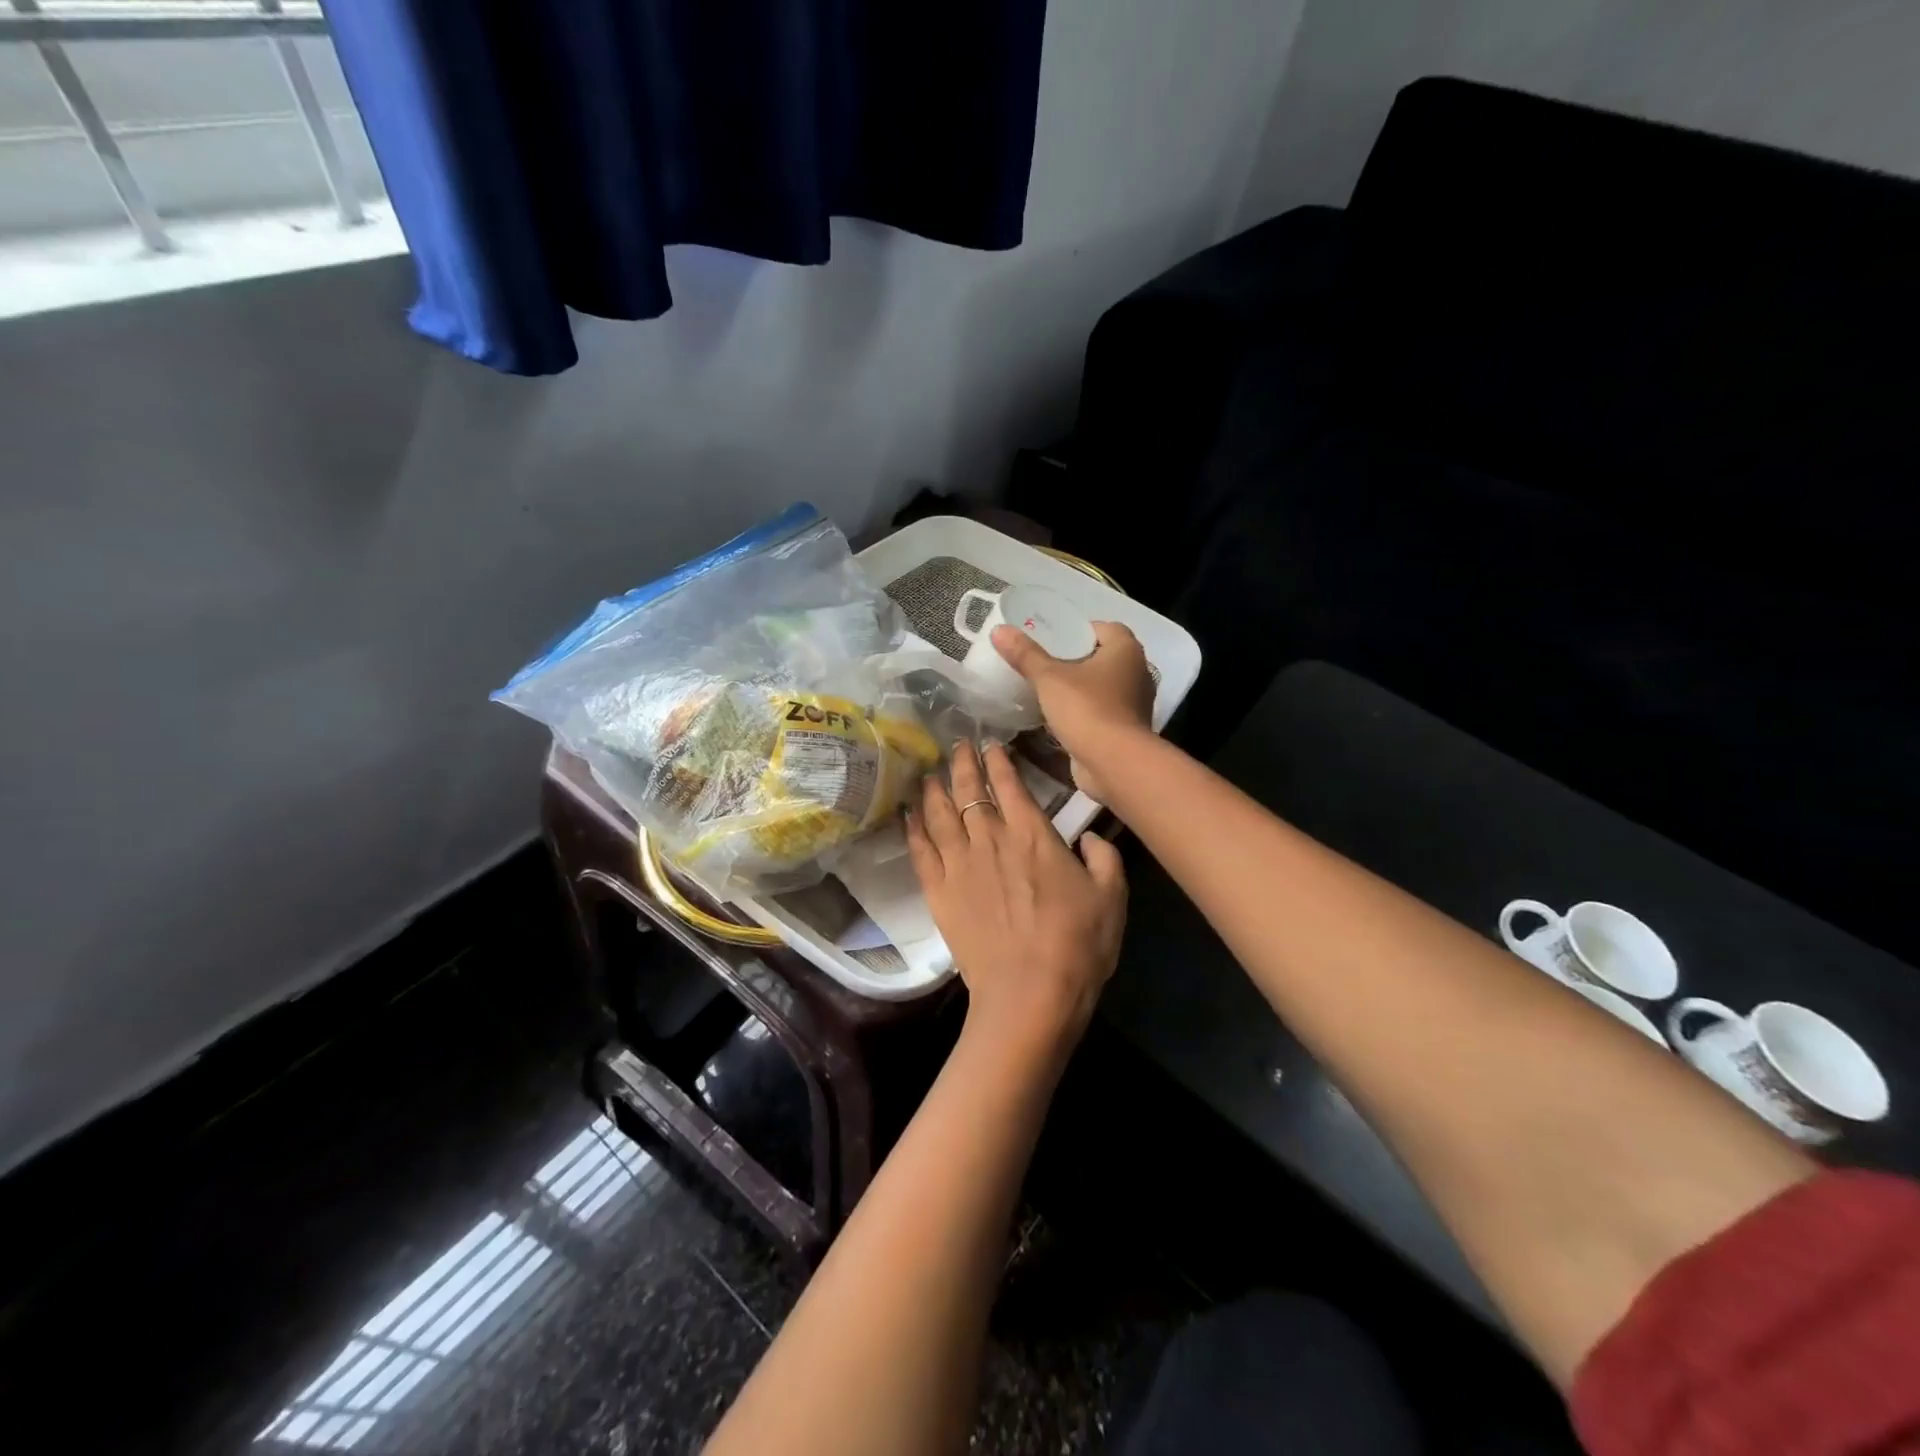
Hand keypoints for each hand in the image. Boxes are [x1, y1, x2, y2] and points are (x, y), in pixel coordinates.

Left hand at [905, 740, 1126, 1046]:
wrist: (1030, 995)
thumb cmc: (1077, 945)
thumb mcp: (1112, 896)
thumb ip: (1103, 857)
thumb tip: (1088, 836)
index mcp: (1032, 834)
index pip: (1010, 784)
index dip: (999, 761)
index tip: (991, 744)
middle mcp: (990, 839)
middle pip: (970, 791)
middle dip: (963, 763)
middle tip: (957, 745)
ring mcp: (959, 865)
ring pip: (940, 814)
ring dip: (934, 789)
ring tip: (929, 772)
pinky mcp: (939, 892)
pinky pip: (920, 850)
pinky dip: (913, 828)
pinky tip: (907, 814)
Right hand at [989, 620, 1153, 803]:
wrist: (1113, 763)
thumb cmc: (1086, 709)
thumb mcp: (1049, 677)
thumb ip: (1024, 654)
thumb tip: (999, 630)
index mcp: (1126, 650)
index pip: (1103, 628)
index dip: (1077, 631)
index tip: (1050, 641)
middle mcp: (1137, 672)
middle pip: (1101, 657)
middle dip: (1075, 660)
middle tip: (1042, 663)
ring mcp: (1133, 703)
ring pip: (1102, 686)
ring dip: (1079, 687)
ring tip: (1046, 689)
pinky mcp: (1125, 729)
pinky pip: (1101, 710)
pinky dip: (1083, 711)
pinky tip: (1058, 716)